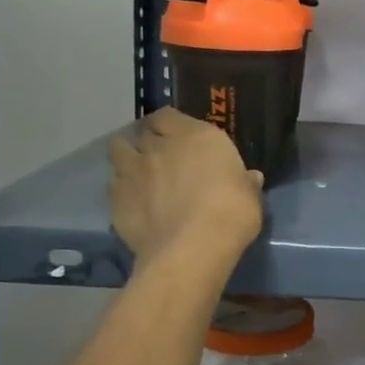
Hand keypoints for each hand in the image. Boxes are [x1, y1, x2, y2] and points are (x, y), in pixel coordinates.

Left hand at [109, 108, 263, 267]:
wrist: (192, 249)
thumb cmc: (231, 213)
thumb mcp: (250, 196)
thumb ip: (245, 182)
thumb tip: (250, 178)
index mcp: (196, 136)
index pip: (169, 115)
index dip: (170, 125)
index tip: (178, 136)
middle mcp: (159, 147)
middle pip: (143, 132)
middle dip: (149, 141)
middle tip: (161, 157)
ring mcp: (133, 172)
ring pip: (119, 152)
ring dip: (128, 159)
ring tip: (140, 174)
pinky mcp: (116, 200)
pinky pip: (113, 186)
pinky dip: (121, 190)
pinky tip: (134, 203)